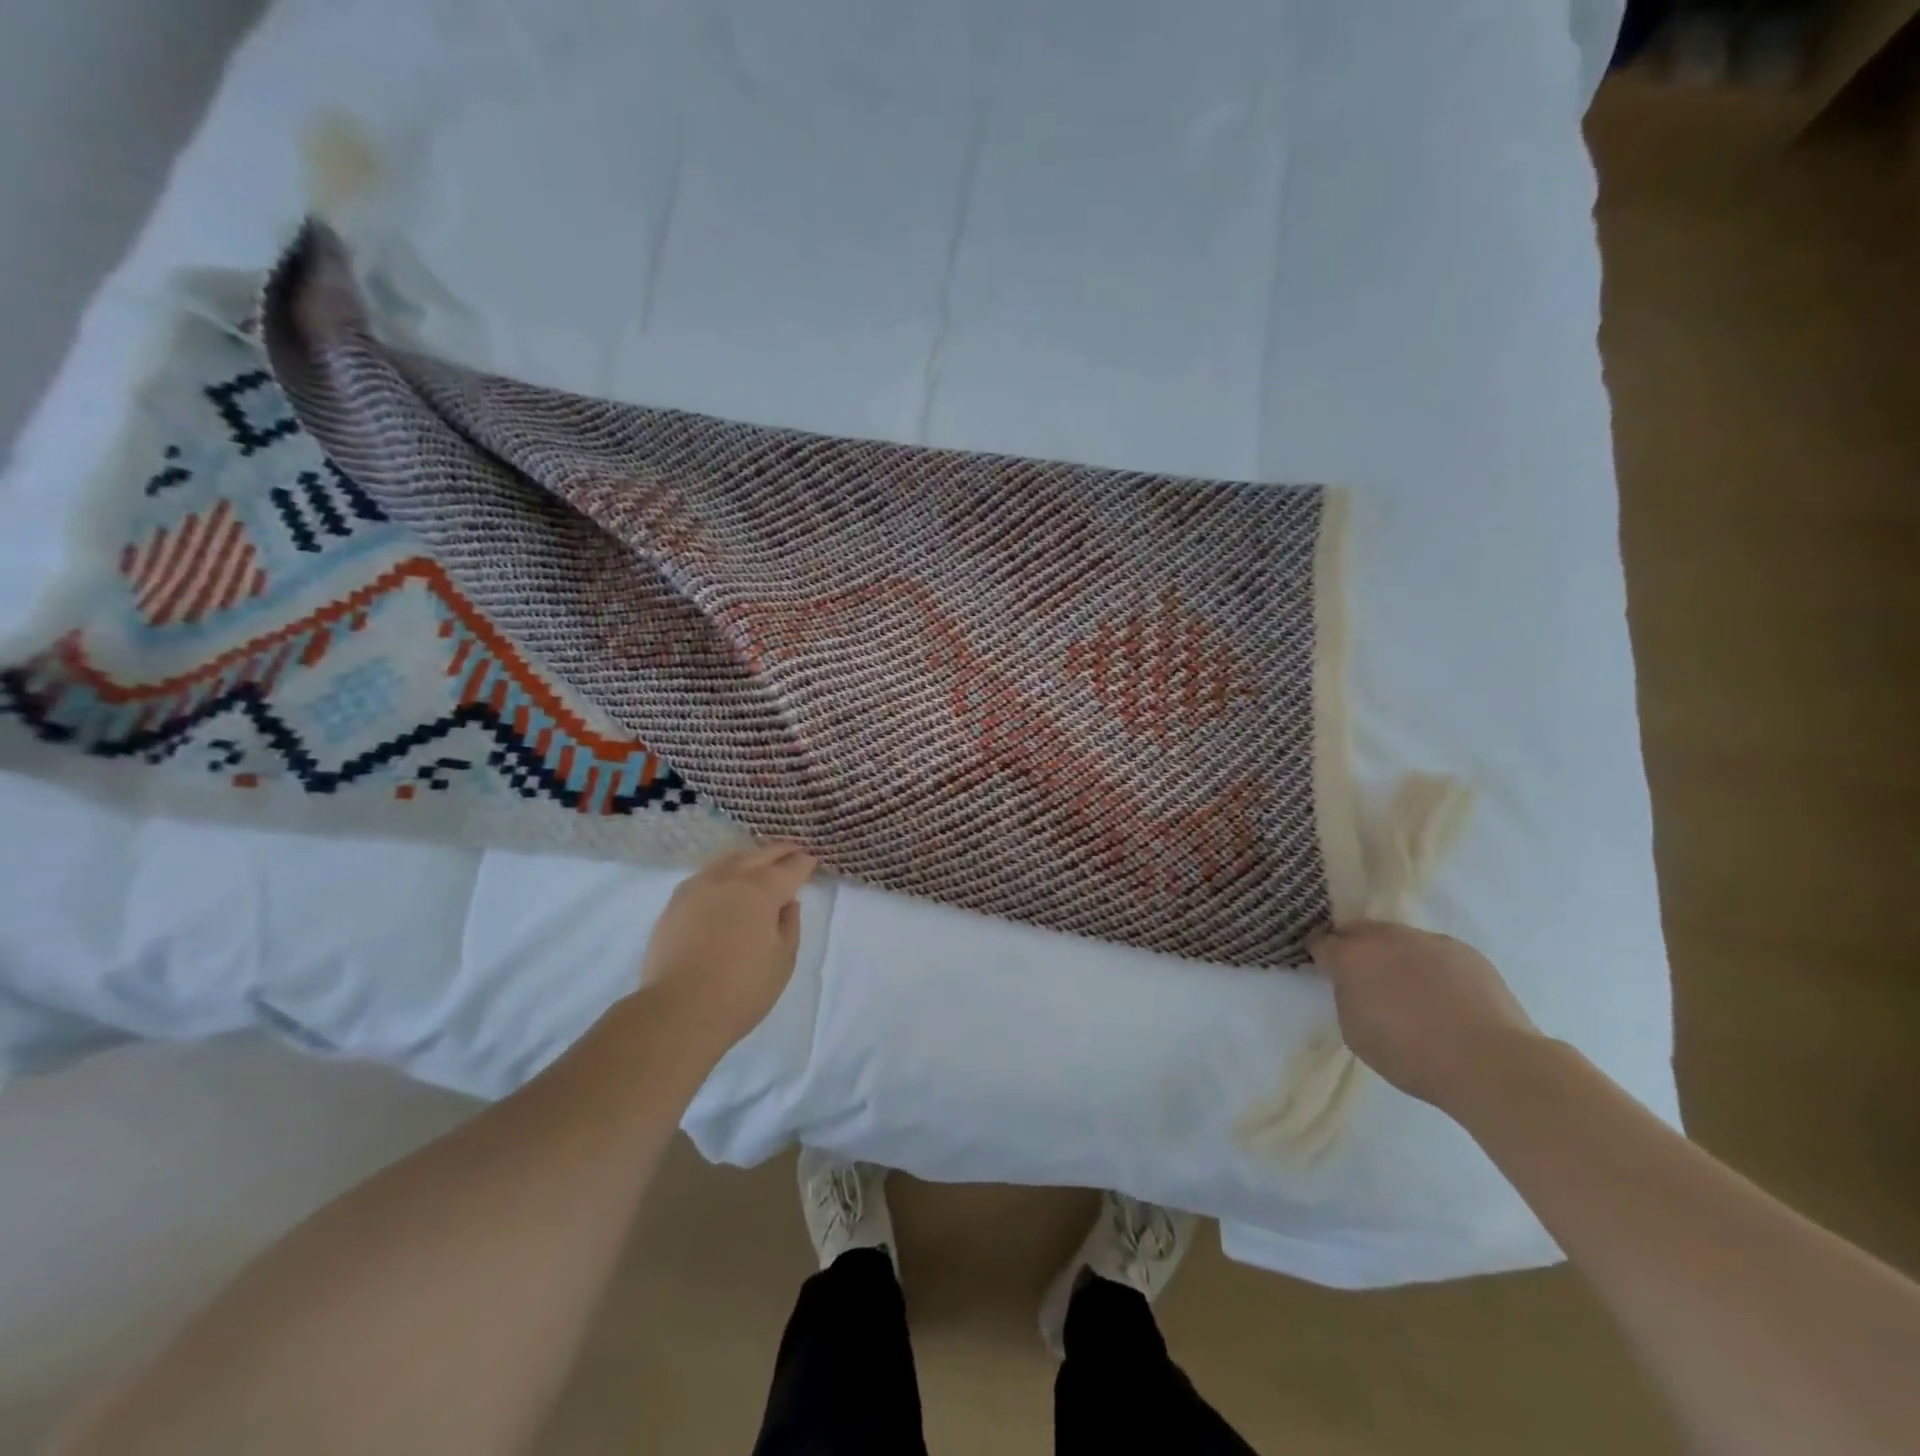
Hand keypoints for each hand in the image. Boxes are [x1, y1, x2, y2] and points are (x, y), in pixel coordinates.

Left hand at [641, 841, 817, 1053]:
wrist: (678, 1010)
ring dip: (750, 857)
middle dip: (781, 851)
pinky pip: (706, 873)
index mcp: (763, 890)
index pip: (791, 867)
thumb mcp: (783, 960)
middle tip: (794, 851)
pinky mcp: (676, 901)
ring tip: (759, 862)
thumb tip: (787, 903)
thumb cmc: (742, 989)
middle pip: (761, 855)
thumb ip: (789, 925)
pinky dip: (724, 870)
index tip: (812, 862)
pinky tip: (725, 881)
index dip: (804, 863)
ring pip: (730, 858)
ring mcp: (699, 886)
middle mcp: (731, 878)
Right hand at [1310, 922, 1541, 1109]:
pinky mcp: (1464, 950)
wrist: (1491, 1063)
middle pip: (1358, 930)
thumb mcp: (1356, 1033)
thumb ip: (1347, 998)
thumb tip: (1354, 986)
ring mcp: (1427, 940)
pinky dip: (1429, 964)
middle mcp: (1386, 938)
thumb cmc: (1412, 1055)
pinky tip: (1442, 993)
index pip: (1322, 942)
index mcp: (1352, 957)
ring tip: (1407, 986)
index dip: (1320, 954)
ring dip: (1393, 954)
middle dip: (1354, 947)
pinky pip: (1434, 950)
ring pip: (1398, 938)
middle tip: (1363, 975)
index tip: (1325, 967)